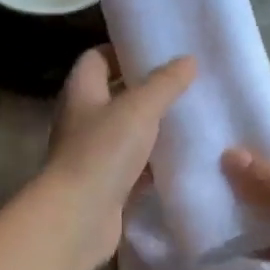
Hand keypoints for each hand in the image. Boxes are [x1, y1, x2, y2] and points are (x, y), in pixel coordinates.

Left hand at [43, 48, 196, 269]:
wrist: (79, 218)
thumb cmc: (102, 153)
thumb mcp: (139, 109)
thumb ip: (165, 84)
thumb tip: (188, 60)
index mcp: (81, 93)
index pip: (97, 59)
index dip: (124, 51)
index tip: (158, 53)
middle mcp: (82, 121)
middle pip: (114, 97)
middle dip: (146, 92)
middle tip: (183, 86)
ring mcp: (92, 157)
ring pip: (126, 135)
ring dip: (152, 130)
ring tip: (190, 120)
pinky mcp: (106, 187)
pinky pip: (133, 169)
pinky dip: (153, 166)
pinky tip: (181, 162)